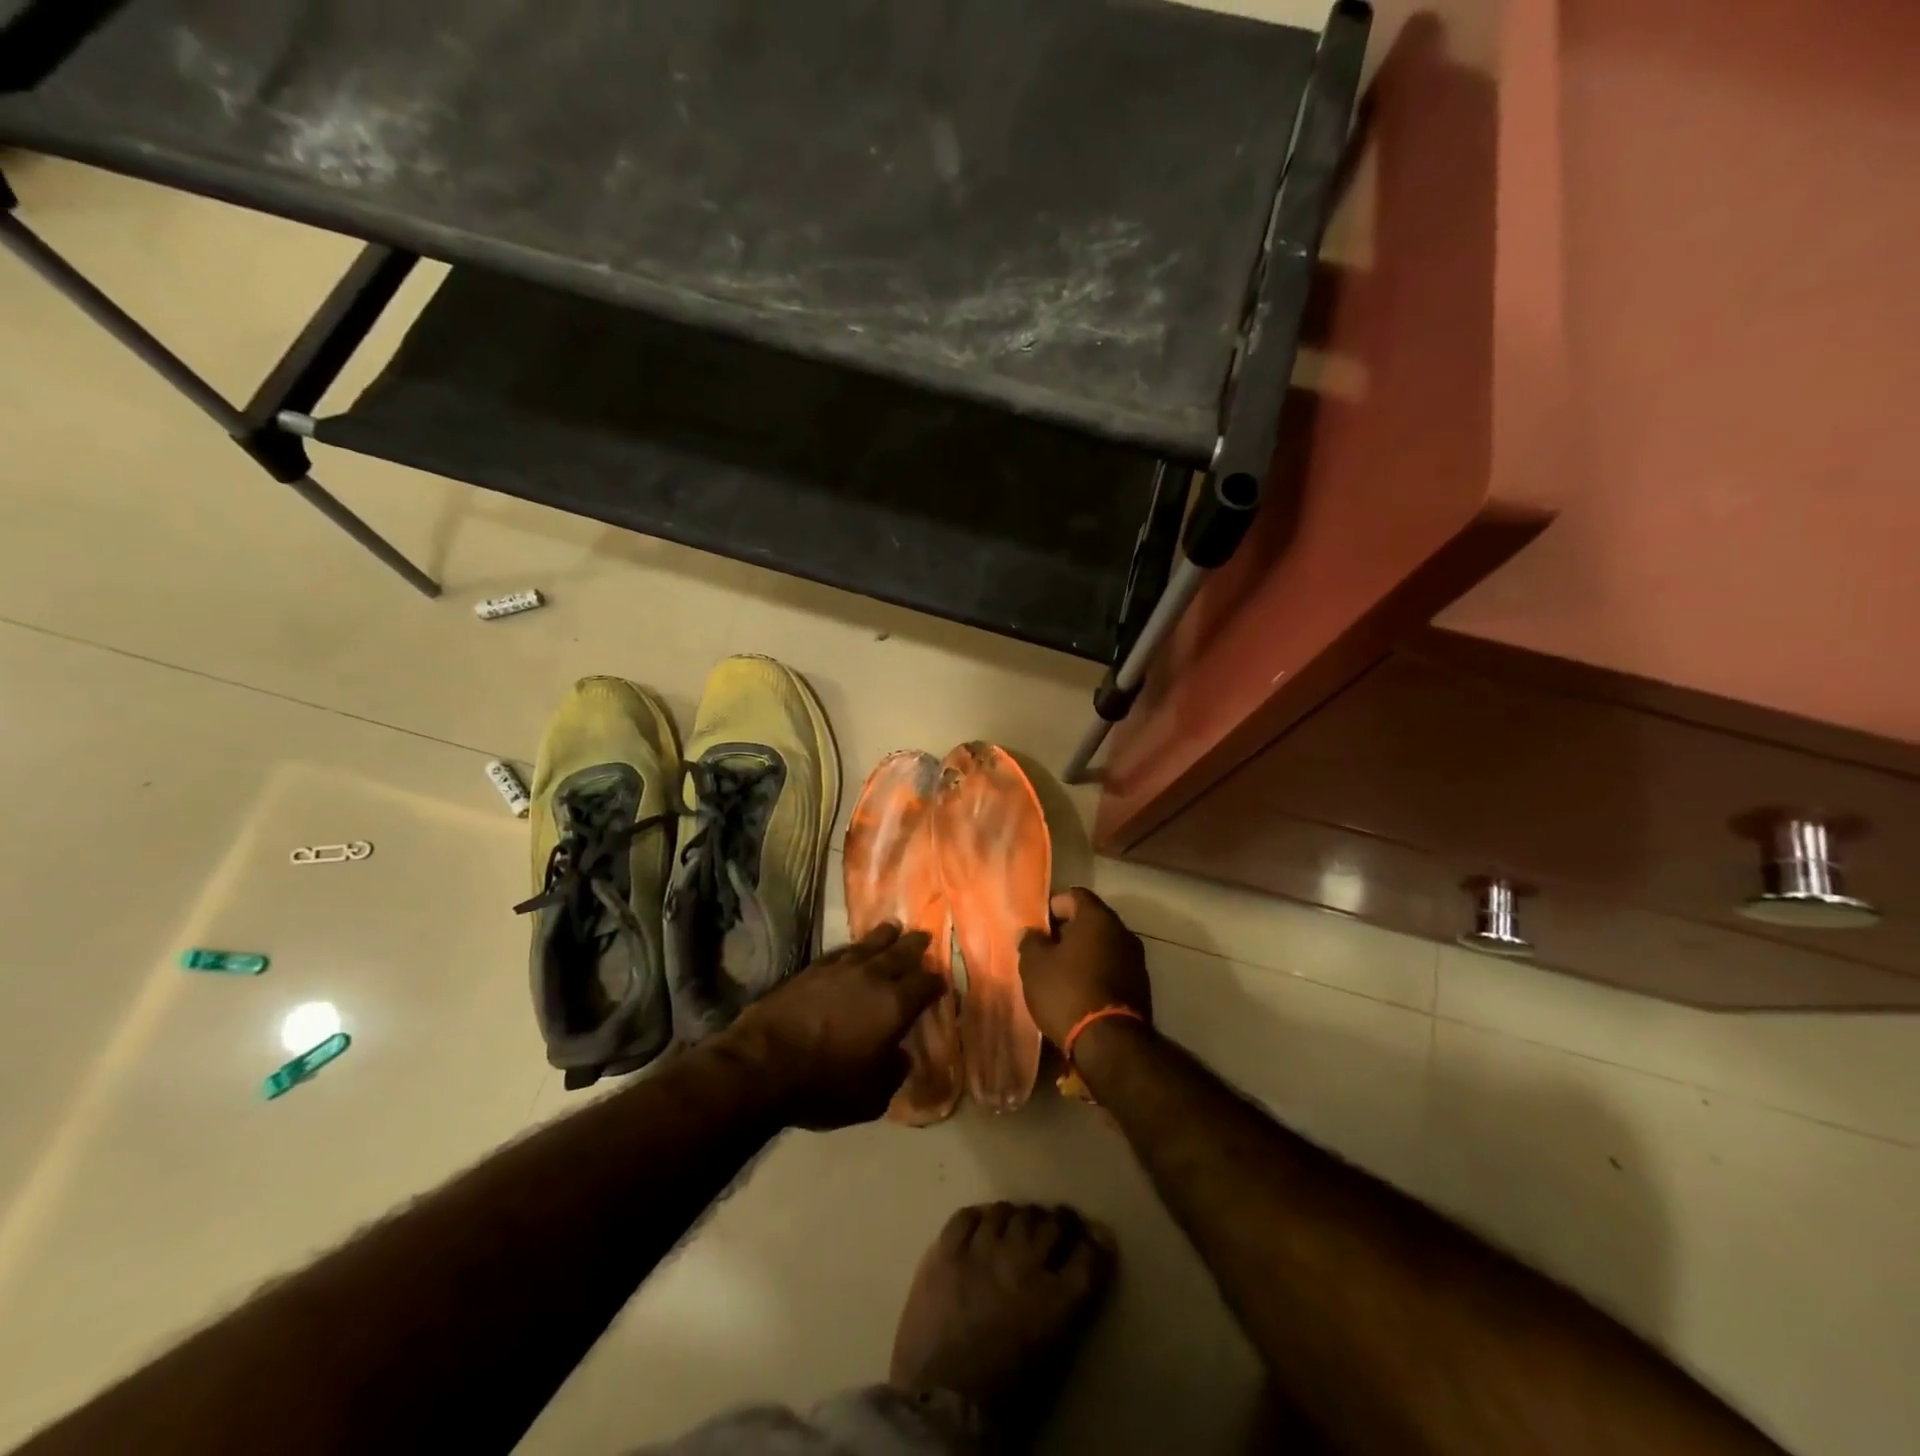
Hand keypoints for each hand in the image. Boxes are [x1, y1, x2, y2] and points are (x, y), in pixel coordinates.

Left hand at [718, 923, 943, 1130]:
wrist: (764, 1064)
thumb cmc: (826, 1085)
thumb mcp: (873, 1096)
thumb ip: (894, 1072)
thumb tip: (901, 1055)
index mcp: (895, 1005)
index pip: (926, 984)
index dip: (937, 983)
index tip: (941, 983)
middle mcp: (873, 977)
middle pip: (901, 952)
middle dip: (916, 946)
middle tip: (924, 938)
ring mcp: (841, 968)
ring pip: (871, 944)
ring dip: (886, 936)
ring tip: (894, 928)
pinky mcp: (812, 969)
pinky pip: (842, 951)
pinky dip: (854, 948)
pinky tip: (854, 949)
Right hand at [1018, 888, 1151, 1047]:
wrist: (1111, 1044)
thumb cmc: (1067, 992)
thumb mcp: (1035, 966)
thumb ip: (1031, 942)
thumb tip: (1032, 932)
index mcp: (1098, 917)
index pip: (1074, 895)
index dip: (1053, 906)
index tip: (1037, 926)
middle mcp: (1122, 932)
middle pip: (1091, 920)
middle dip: (1067, 931)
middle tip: (1044, 950)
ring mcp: (1136, 960)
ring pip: (1103, 946)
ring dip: (1083, 954)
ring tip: (1060, 974)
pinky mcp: (1141, 987)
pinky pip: (1113, 968)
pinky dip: (1097, 973)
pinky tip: (1079, 992)